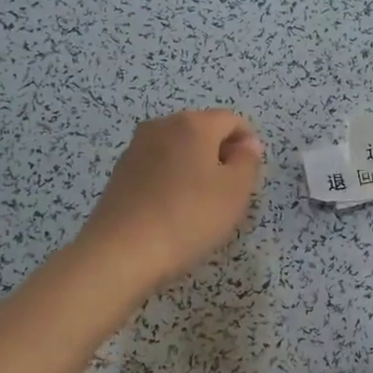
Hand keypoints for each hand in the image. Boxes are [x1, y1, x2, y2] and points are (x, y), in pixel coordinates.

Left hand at [77, 109, 264, 289]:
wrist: (122, 251)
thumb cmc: (189, 217)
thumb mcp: (235, 191)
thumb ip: (248, 161)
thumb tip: (248, 144)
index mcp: (193, 123)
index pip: (232, 120)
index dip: (248, 143)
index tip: (251, 175)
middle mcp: (162, 126)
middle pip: (203, 131)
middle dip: (221, 155)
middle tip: (230, 192)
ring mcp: (136, 148)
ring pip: (179, 149)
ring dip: (196, 167)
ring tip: (201, 204)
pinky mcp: (120, 172)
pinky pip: (158, 166)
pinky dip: (172, 179)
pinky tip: (174, 210)